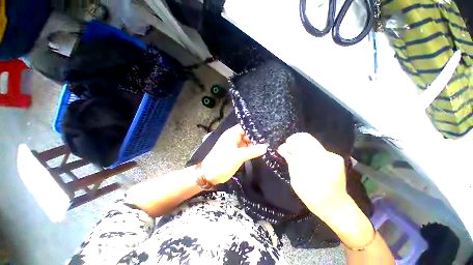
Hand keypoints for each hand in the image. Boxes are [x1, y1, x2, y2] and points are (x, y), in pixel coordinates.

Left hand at [201, 125, 266, 184]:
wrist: (210, 175)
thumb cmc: (222, 162)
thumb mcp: (238, 156)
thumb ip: (252, 151)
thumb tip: (265, 147)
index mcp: (231, 134)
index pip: (245, 127)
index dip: (254, 129)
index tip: (265, 132)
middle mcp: (233, 138)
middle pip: (247, 134)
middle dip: (256, 138)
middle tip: (268, 141)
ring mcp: (235, 146)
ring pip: (247, 142)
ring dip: (254, 144)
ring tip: (266, 146)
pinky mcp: (236, 153)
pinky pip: (245, 149)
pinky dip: (251, 150)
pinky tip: (259, 152)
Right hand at [277, 133, 348, 217]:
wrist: (335, 206)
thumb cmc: (311, 196)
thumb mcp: (296, 180)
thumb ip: (290, 162)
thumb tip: (282, 149)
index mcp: (313, 161)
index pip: (300, 140)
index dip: (290, 141)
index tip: (284, 147)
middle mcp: (325, 155)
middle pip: (306, 138)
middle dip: (295, 143)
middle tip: (289, 151)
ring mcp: (332, 156)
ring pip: (312, 143)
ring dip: (302, 148)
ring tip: (296, 157)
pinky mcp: (336, 158)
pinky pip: (318, 150)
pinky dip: (310, 153)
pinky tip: (307, 161)